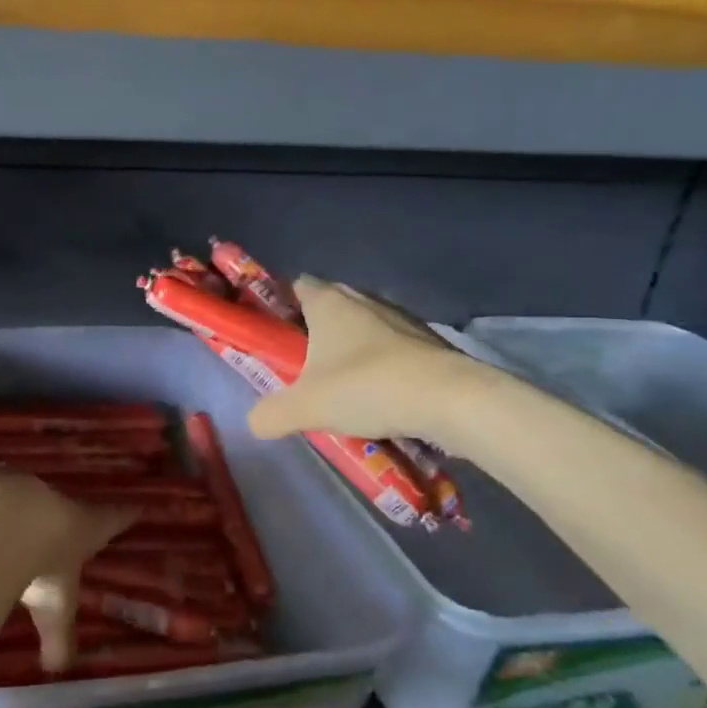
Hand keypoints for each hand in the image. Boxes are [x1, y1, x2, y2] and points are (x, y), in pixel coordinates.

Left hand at [0, 469, 134, 671]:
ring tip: (8, 525)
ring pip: (24, 494)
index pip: (114, 518)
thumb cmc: (40, 566)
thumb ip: (57, 637)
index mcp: (84, 526)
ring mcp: (21, 483)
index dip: (124, 515)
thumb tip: (57, 669)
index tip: (137, 507)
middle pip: (65, 503)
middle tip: (54, 527)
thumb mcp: (54, 608)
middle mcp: (56, 498)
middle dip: (59, 516)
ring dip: (18, 509)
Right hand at [245, 276, 491, 450]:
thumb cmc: (367, 388)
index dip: (283, 305)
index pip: (298, 285)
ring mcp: (400, 318)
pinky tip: (382, 397)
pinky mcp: (429, 342)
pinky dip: (384, 366)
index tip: (276, 334)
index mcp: (328, 302)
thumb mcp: (305, 407)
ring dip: (353, 351)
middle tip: (304, 367)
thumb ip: (271, 414)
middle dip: (317, 332)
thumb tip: (255, 422)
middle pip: (330, 306)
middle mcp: (363, 299)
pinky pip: (394, 348)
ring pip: (364, 328)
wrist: (451, 399)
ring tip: (344, 388)